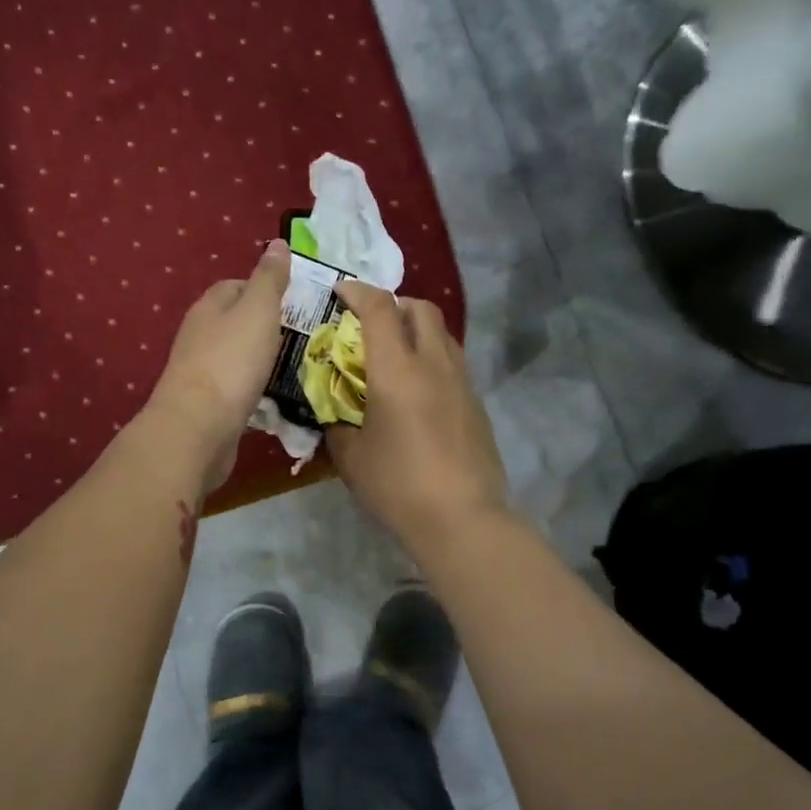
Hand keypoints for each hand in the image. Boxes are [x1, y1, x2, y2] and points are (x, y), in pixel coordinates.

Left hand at [143, 239, 290, 492]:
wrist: (199, 427)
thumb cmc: (232, 361)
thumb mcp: (258, 310)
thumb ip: (269, 279)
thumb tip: (278, 244)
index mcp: (210, 306)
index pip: (237, 285)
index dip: (266, 289)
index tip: (296, 301)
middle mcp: (200, 334)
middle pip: (237, 321)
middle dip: (267, 326)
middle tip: (304, 336)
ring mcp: (201, 370)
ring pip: (237, 356)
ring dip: (262, 359)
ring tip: (295, 366)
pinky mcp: (207, 403)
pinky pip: (236, 387)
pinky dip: (255, 388)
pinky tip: (275, 397)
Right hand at [326, 281, 507, 551]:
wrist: (462, 518)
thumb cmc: (398, 486)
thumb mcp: (351, 458)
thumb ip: (337, 425)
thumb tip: (334, 414)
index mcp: (397, 370)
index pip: (379, 308)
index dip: (357, 291)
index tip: (340, 291)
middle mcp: (434, 364)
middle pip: (421, 309)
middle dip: (394, 303)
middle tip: (370, 323)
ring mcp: (462, 382)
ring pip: (442, 333)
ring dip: (417, 329)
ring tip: (395, 353)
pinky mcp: (476, 403)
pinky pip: (453, 362)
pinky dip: (432, 358)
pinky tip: (418, 390)